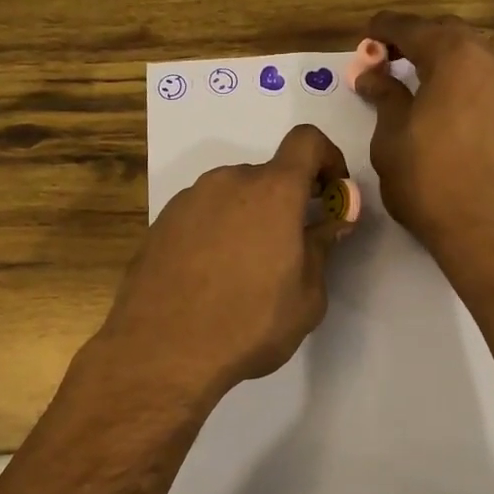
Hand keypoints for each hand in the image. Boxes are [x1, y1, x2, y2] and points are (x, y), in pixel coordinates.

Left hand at [103, 125, 351, 396]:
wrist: (162, 352)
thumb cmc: (250, 324)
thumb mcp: (307, 297)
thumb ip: (322, 248)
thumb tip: (333, 222)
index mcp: (272, 191)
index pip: (307, 142)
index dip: (328, 157)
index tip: (332, 192)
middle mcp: (228, 182)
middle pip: (268, 175)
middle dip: (287, 203)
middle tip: (291, 249)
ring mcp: (188, 200)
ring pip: (232, 196)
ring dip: (250, 218)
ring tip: (246, 271)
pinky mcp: (161, 224)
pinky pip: (203, 215)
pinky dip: (217, 232)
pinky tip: (211, 278)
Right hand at [354, 14, 493, 272]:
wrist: (491, 231)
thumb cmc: (430, 184)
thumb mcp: (391, 139)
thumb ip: (384, 97)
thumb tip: (372, 75)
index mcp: (455, 55)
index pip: (413, 28)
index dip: (386, 29)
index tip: (368, 34)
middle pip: (451, 34)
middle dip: (419, 40)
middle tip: (391, 58)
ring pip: (481, 52)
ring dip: (451, 56)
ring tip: (428, 76)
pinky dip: (475, 77)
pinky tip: (461, 99)